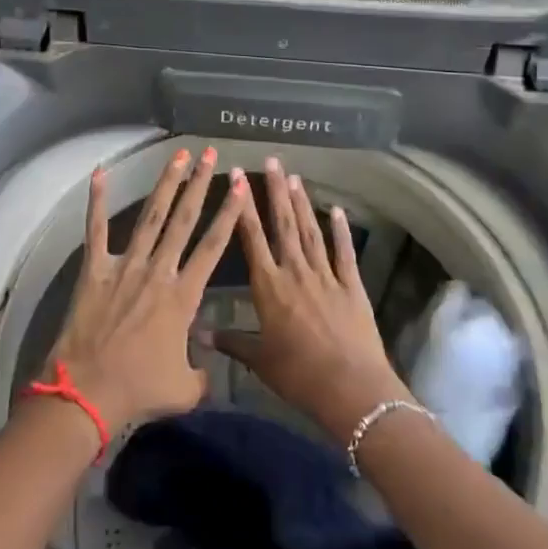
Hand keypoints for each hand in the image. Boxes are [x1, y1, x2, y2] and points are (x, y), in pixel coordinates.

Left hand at [48, 147, 246, 433]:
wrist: (87, 392)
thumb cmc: (138, 389)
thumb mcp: (184, 389)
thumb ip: (202, 373)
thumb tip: (206, 368)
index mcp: (183, 296)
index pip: (213, 245)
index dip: (229, 213)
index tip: (240, 185)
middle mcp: (158, 271)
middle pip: (184, 219)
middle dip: (200, 184)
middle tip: (210, 155)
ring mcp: (126, 266)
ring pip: (150, 216)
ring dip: (165, 184)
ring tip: (178, 155)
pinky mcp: (95, 269)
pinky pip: (96, 230)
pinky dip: (97, 201)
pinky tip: (99, 173)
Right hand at [207, 157, 411, 441]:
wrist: (350, 387)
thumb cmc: (298, 374)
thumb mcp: (259, 360)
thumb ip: (230, 341)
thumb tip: (196, 333)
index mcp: (269, 286)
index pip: (252, 237)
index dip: (243, 206)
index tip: (237, 176)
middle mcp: (295, 271)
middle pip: (284, 223)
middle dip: (276, 191)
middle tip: (273, 160)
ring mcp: (326, 275)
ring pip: (311, 231)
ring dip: (303, 203)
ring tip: (295, 177)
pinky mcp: (351, 285)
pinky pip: (344, 252)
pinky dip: (341, 230)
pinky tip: (337, 210)